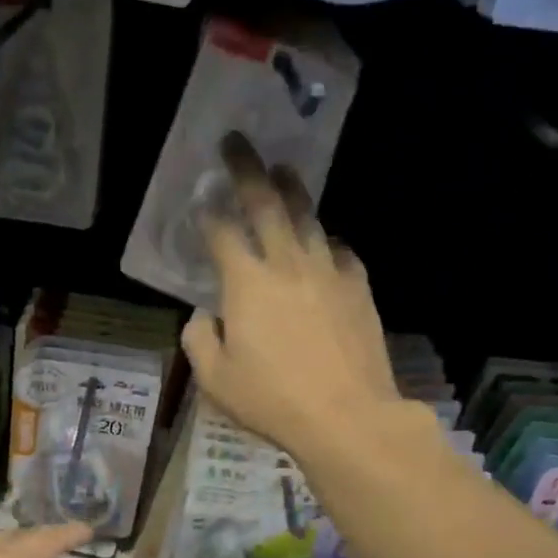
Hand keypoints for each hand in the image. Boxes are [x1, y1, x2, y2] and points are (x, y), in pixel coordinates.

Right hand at [180, 134, 400, 465]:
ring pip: (308, 217)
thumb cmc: (272, 400)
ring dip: (292, 190)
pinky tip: (324, 241)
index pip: (222, 233)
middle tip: (237, 142)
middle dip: (247, 170)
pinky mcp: (358, 287)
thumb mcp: (215, 380)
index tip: (201, 194)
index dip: (208, 211)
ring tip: (283, 170)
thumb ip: (199, 340)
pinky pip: (339, 250)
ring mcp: (328, 271)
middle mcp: (287, 264)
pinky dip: (325, 240)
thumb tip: (202, 316)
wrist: (346, 415)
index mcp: (246, 283)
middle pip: (266, 204)